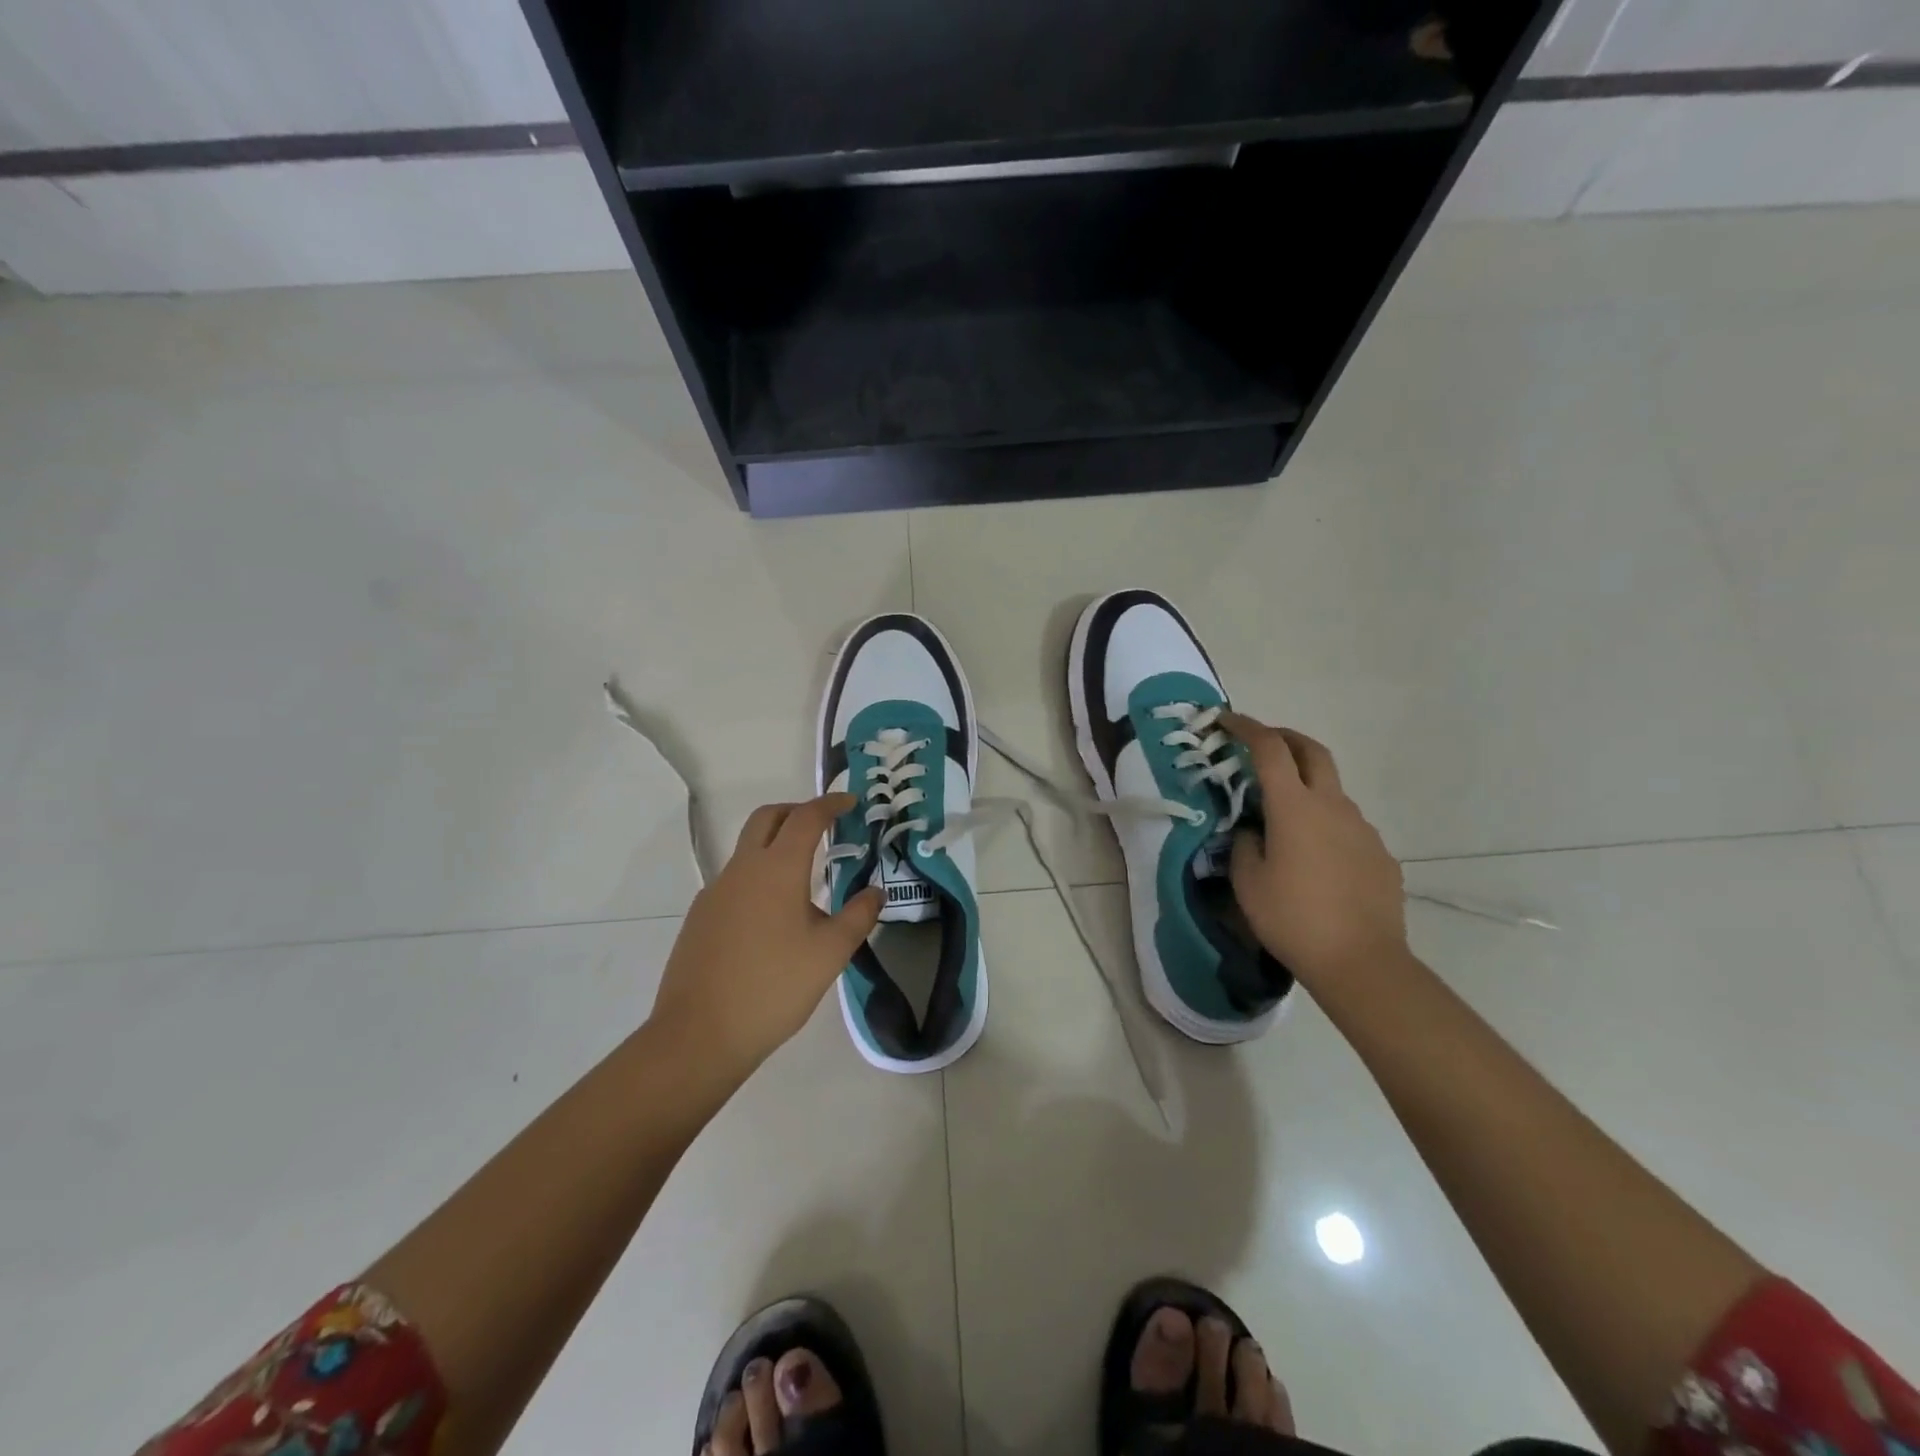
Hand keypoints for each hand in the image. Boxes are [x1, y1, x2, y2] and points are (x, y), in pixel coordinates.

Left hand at [648, 794, 883, 1075]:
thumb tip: (875, 892)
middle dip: (797, 811)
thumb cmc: (774, 987)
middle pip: (767, 818)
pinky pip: (735, 880)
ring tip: (805, 877)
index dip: (830, 804)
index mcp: (776, 869)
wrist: (699, 1035)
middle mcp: (742, 869)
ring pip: (747, 848)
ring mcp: (715, 892)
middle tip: (825, 826)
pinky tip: (773, 917)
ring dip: (776, 845)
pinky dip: (759, 877)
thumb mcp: (830, 953)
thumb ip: (858, 916)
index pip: (806, 817)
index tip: (850, 802)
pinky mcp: (701, 917)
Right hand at [1220, 712, 1408, 986]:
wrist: (1361, 962)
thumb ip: (1244, 844)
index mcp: (1295, 807)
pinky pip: (1347, 826)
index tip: (1226, 720)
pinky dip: (1325, 824)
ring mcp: (1362, 829)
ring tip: (1282, 817)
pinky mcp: (1380, 855)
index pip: (1268, 749)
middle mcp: (1333, 806)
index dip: (1246, 728)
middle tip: (1261, 742)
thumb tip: (1252, 831)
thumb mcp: (1247, 881)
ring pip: (1332, 791)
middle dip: (1284, 737)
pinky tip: (1314, 859)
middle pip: (1312, 751)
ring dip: (1306, 787)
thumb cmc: (1293, 918)